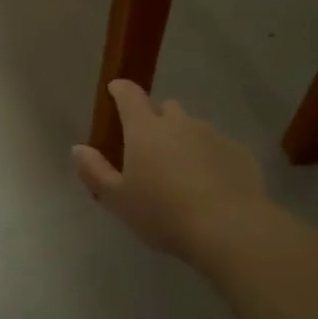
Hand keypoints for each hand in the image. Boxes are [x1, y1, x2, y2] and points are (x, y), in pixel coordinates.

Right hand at [72, 80, 271, 263]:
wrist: (229, 228)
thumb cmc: (163, 213)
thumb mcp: (118, 200)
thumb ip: (95, 171)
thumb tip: (78, 149)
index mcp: (145, 129)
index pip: (129, 95)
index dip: (120, 90)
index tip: (115, 91)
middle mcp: (179, 123)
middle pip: (165, 108)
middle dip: (156, 119)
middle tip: (149, 147)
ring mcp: (212, 135)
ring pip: (193, 127)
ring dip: (184, 139)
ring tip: (181, 170)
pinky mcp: (238, 152)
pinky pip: (217, 146)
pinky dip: (209, 157)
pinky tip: (209, 184)